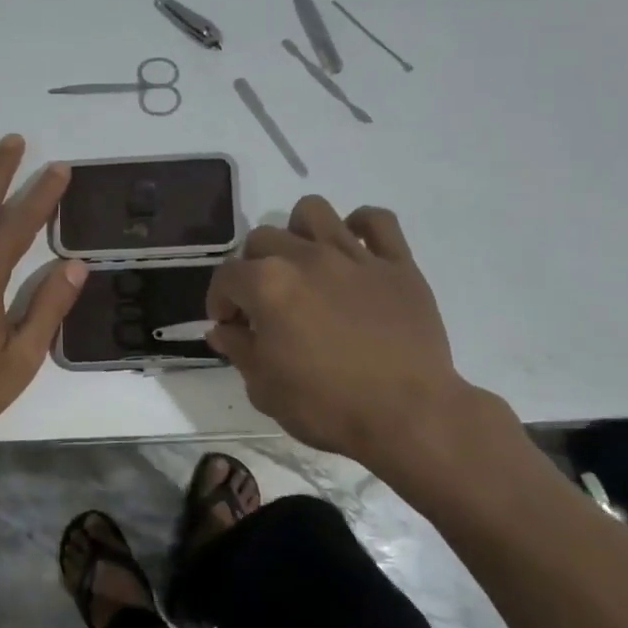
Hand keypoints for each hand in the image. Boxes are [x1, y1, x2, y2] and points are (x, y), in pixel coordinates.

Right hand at [206, 197, 513, 492]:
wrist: (408, 415)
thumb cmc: (327, 407)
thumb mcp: (265, 389)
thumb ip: (239, 350)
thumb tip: (223, 329)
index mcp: (268, 286)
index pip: (226, 277)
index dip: (219, 301)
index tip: (229, 325)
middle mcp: (307, 258)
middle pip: (263, 239)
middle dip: (252, 268)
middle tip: (263, 302)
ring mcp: (355, 256)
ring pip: (314, 212)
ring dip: (298, 232)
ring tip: (302, 265)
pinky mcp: (397, 264)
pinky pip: (378, 220)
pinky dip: (361, 226)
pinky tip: (353, 250)